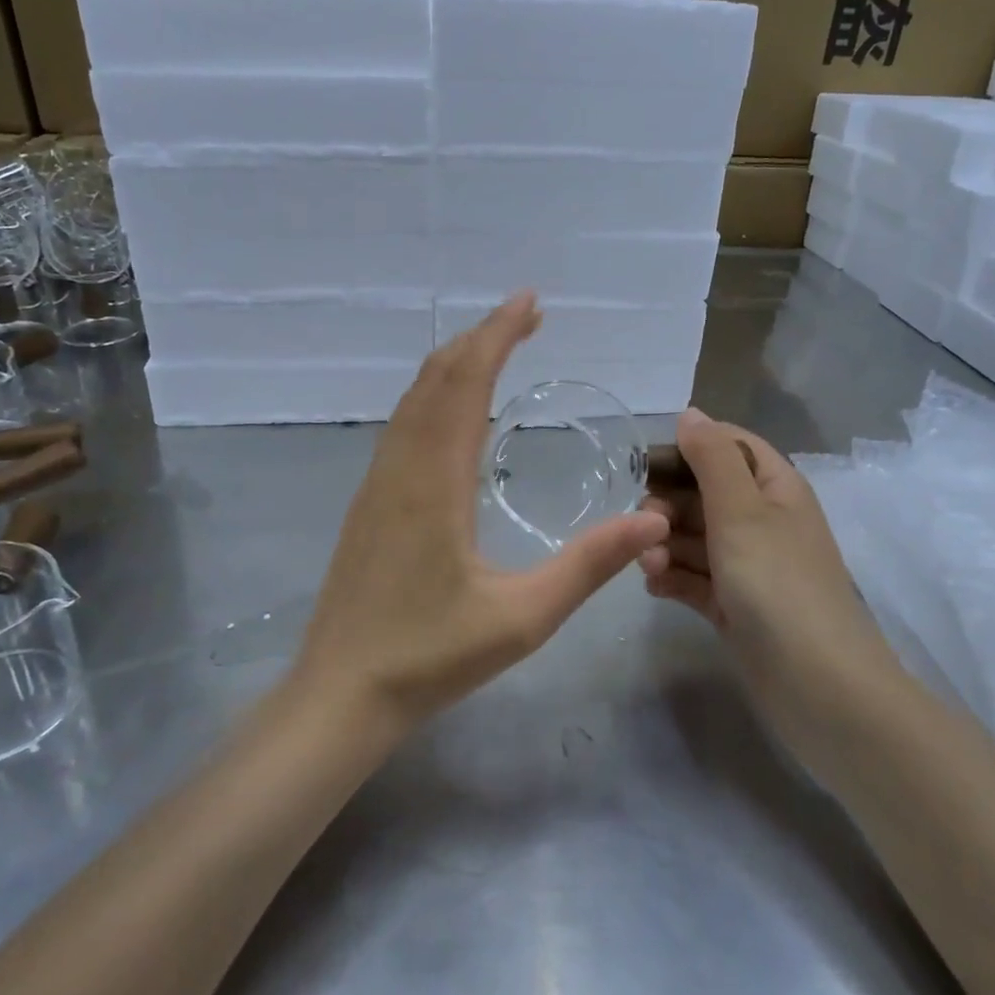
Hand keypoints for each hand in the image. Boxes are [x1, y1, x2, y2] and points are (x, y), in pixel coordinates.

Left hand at [296, 293, 668, 732]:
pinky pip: (402, 426)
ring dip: (454, 364)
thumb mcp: (522, 618)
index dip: (498, 335)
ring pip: (413, 399)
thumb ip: (588, 566)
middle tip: (525, 318)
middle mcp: (401, 466)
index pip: (466, 382)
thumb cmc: (429, 657)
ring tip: (495, 349)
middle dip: (481, 339)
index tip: (530, 302)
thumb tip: (653, 520)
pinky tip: (452, 412)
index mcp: (435, 480)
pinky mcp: (368, 502)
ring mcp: (377, 483)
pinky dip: (432, 396)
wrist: (340, 692)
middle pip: (436, 378)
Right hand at [637, 407, 870, 658]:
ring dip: (665, 544)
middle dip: (668, 504)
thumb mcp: (742, 510)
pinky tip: (654, 586)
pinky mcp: (734, 604)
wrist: (817, 686)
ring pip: (694, 536)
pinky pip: (694, 577)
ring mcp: (749, 565)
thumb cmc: (778, 583)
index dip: (689, 447)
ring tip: (648, 566)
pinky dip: (673, 577)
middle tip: (644, 524)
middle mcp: (763, 521)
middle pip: (704, 492)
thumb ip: (712, 457)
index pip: (729, 446)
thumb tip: (690, 413)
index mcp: (775, 488)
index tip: (646, 465)